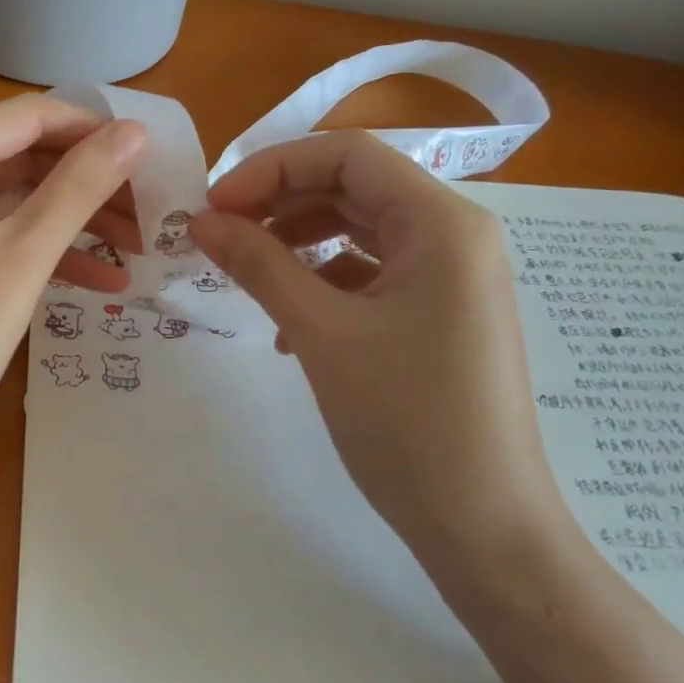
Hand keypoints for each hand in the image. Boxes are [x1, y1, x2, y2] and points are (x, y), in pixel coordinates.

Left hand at [0, 95, 145, 489]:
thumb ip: (79, 187)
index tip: (154, 158)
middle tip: (152, 212)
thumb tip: (134, 130)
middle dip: (91, 182)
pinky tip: (99, 284)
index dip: (95, 130)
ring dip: (75, 222)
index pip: (32, 115)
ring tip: (138, 251)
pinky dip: (42, 253)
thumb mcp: (22, 257)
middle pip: (25, 156)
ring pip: (15, 200)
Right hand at [190, 131, 571, 573]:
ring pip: (360, 231)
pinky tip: (288, 325)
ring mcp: (451, 277)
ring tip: (246, 273)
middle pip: (354, 188)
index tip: (214, 204)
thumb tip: (200, 220)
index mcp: (442, 222)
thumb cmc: (406, 420)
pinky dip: (323, 283)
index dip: (272, 168)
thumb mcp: (321, 333)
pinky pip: (371, 274)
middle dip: (280, 202)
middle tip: (220, 233)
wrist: (483, 527)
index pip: (347, 155)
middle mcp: (455, 235)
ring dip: (297, 243)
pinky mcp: (440, 315)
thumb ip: (259, 265)